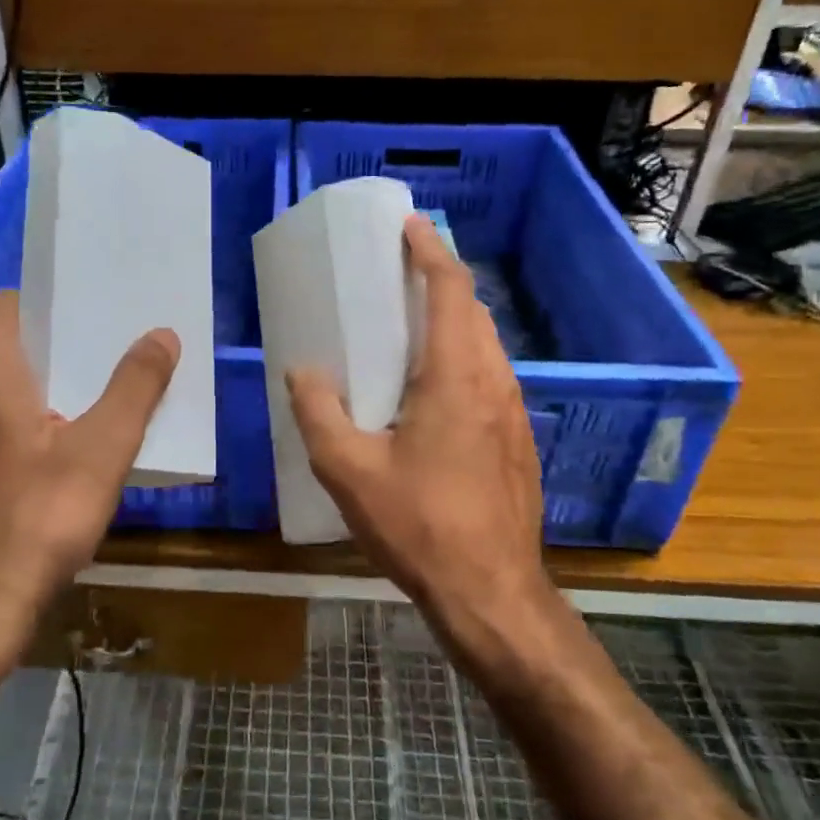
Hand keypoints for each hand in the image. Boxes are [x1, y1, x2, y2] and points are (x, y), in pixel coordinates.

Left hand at [0, 290, 178, 625]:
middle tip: (89, 357)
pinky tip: (48, 467)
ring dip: (25, 394)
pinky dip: (12, 434)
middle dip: (38, 350)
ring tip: (76, 408)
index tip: (67, 310)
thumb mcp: (104, 451)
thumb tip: (161, 334)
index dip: (25, 300)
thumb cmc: (40, 520)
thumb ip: (135, 388)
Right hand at [287, 214, 547, 630]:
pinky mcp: (517, 440)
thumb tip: (302, 372)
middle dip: (439, 281)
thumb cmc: (419, 527)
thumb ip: (318, 413)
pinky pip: (489, 377)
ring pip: (485, 345)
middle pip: (472, 312)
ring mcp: (513, 413)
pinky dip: (462, 357)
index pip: (451, 291)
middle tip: (398, 273)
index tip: (409, 225)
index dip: (431, 251)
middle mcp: (494, 383)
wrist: (492, 593)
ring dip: (452, 321)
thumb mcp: (349, 471)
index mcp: (456, 378)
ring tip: (410, 323)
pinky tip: (430, 388)